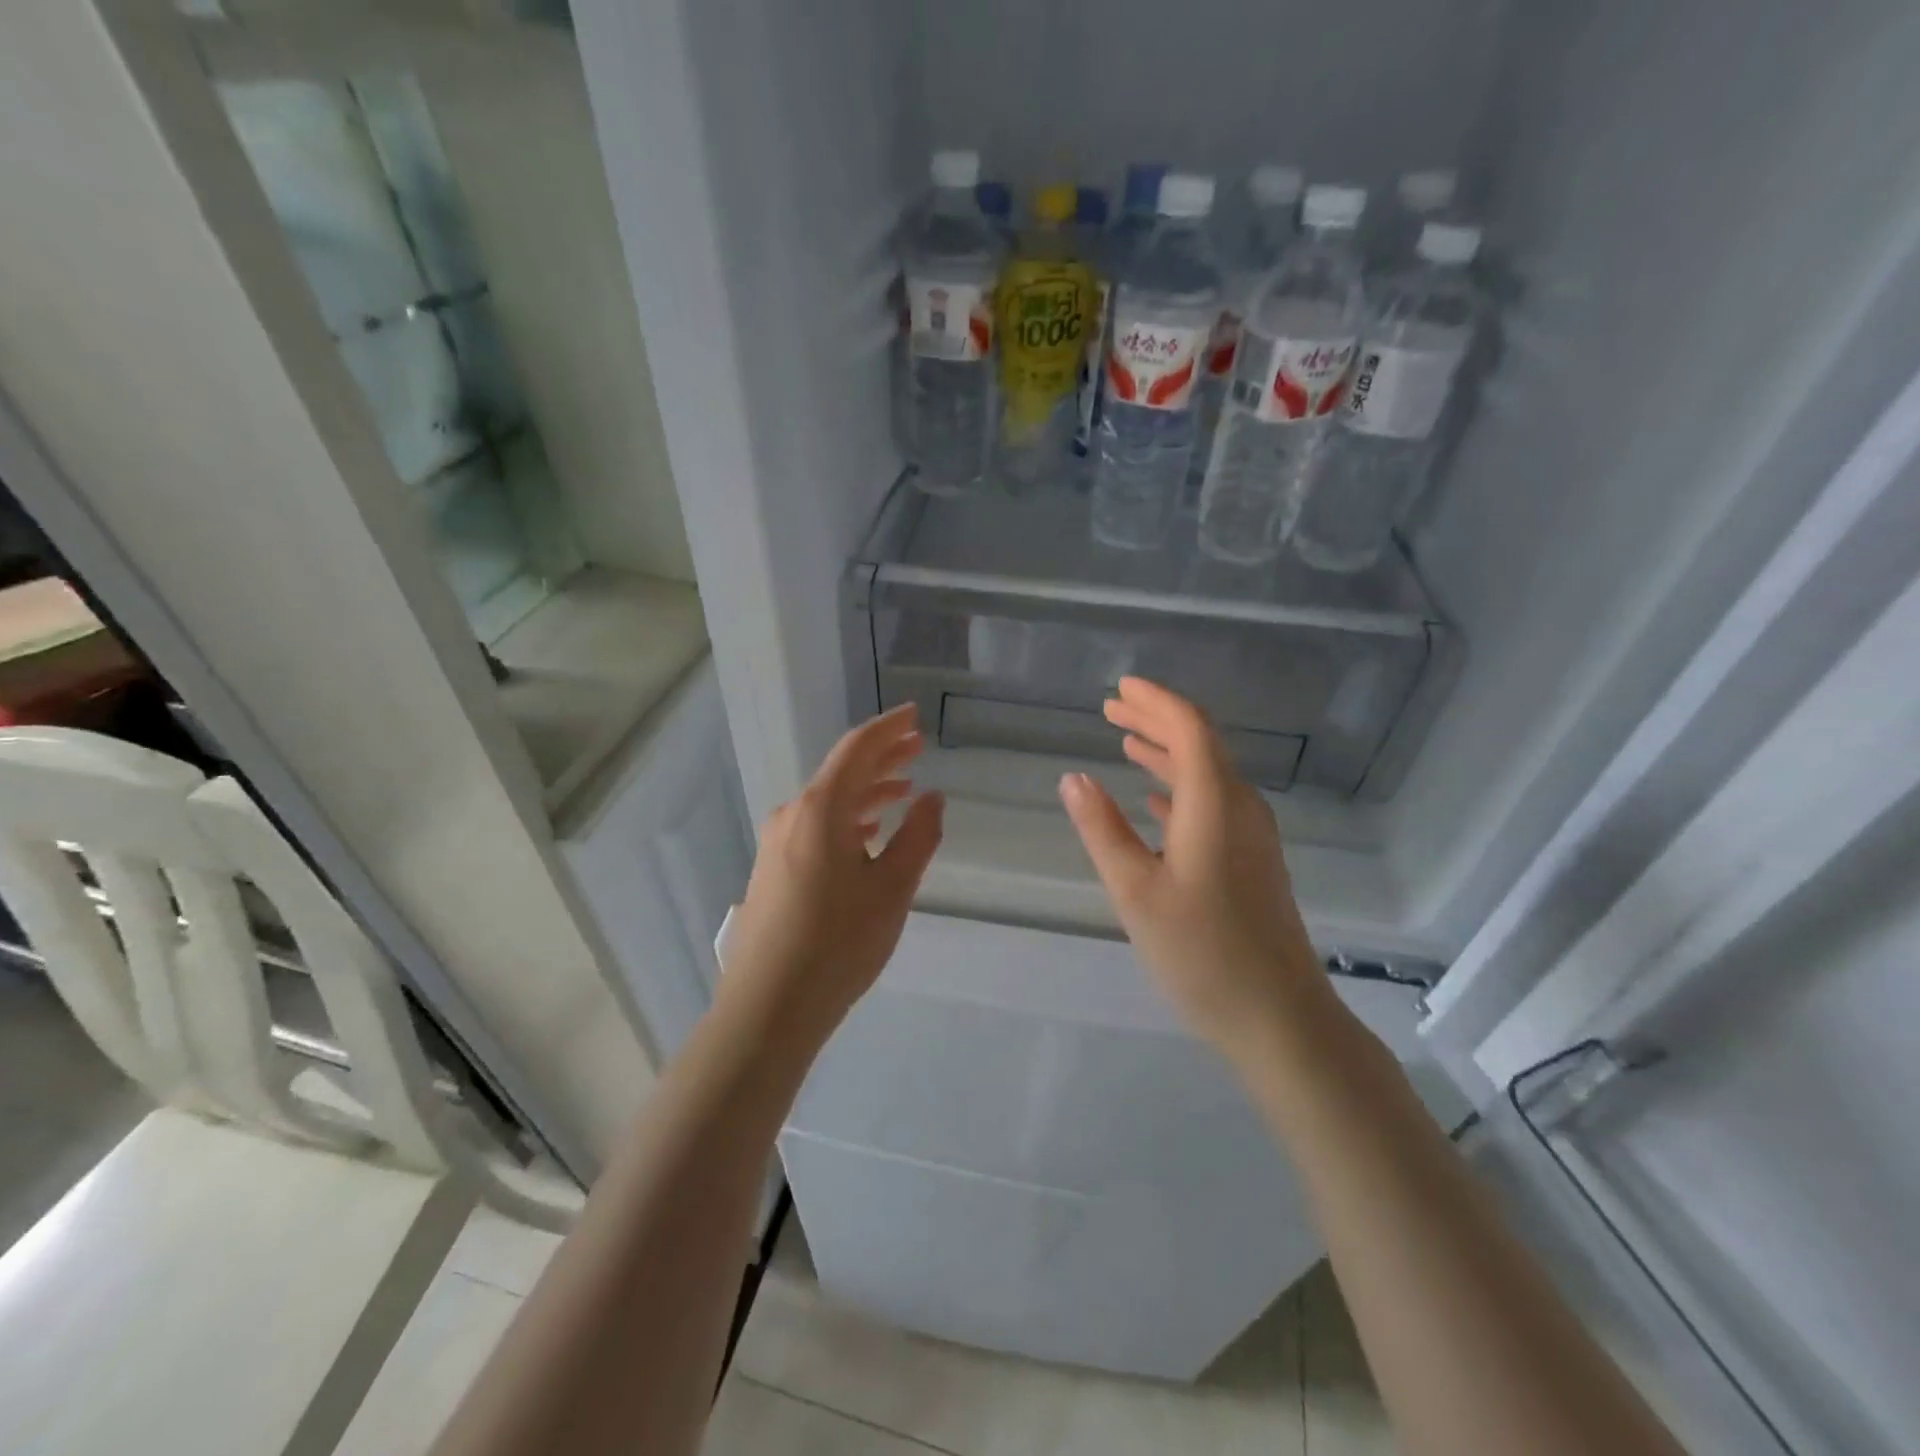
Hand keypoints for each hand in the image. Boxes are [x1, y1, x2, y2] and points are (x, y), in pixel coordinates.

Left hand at [721, 704, 943, 1048]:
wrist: (767, 1007)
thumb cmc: (838, 944)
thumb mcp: (892, 889)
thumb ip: (918, 837)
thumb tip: (932, 799)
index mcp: (820, 809)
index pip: (858, 749)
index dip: (889, 729)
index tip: (915, 715)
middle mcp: (792, 815)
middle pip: (842, 772)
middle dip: (882, 757)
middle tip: (919, 747)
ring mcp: (776, 843)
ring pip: (829, 801)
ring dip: (867, 791)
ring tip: (903, 790)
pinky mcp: (772, 869)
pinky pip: (815, 826)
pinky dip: (847, 819)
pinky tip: (867, 834)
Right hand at [1058, 677, 1322, 1051]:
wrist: (1279, 1017)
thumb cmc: (1201, 952)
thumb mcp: (1136, 891)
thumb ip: (1102, 829)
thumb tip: (1072, 778)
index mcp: (1214, 803)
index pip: (1189, 728)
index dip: (1155, 700)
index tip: (1120, 687)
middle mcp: (1241, 807)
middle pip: (1200, 743)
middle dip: (1156, 719)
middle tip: (1112, 707)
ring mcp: (1252, 835)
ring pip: (1207, 774)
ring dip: (1166, 752)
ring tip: (1126, 740)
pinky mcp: (1253, 861)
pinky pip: (1214, 803)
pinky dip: (1180, 788)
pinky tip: (1154, 799)